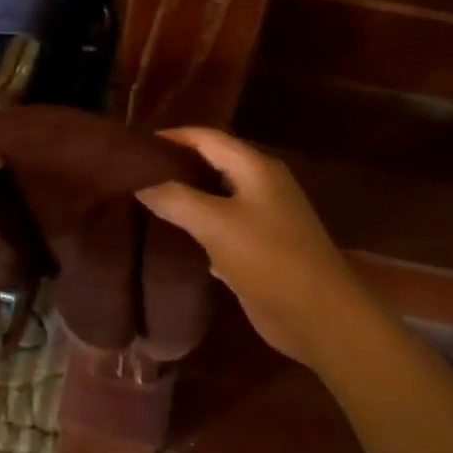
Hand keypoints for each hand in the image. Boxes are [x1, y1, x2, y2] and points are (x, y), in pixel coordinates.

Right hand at [135, 127, 379, 369]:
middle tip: (133, 173)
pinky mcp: (258, 248)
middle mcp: (260, 185)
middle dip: (175, 165)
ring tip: (143, 200)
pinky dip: (196, 226)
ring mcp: (262, 217)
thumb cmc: (270, 259)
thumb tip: (140, 183)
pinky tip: (169, 235)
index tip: (135, 145)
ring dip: (184, 196)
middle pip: (212, 163)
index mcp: (256, 167)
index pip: (207, 137)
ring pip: (215, 196)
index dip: (172, 136)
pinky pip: (220, 227)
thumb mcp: (216, 223)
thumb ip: (176, 198)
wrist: (319, 316)